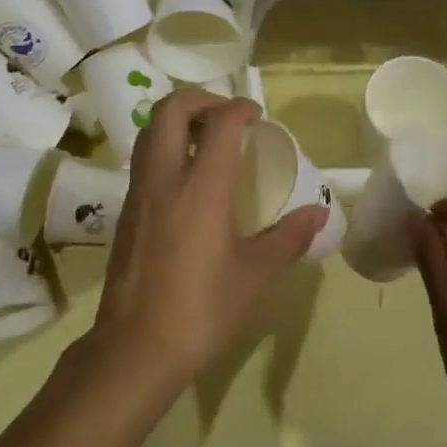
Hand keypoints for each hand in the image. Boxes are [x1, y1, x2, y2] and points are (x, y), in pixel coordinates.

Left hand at [91, 89, 326, 389]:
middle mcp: (164, 178)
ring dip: (178, 121)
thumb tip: (321, 214)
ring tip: (207, 141)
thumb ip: (289, 237)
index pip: (219, 123)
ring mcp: (138, 195)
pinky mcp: (125, 214)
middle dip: (200, 99)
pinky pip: (144, 162)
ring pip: (150, 133)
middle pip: (170, 110)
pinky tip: (188, 180)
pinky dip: (165, 149)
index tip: (257, 116)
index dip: (240, 108)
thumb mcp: (255, 273)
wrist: (136, 348)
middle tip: (227, 116)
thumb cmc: (202, 308)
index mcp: (200, 187)